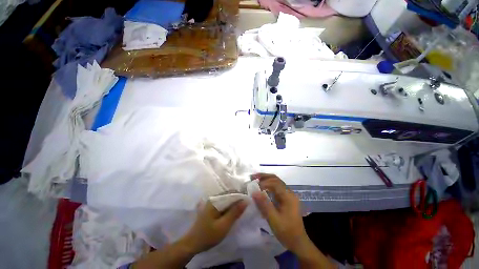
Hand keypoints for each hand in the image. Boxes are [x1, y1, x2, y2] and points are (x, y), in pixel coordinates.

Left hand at [182, 200, 246, 253]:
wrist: (192, 244)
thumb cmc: (208, 235)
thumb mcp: (224, 225)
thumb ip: (235, 212)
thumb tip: (246, 201)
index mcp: (215, 200)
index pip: (231, 192)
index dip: (240, 195)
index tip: (249, 200)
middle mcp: (213, 198)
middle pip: (228, 195)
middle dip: (238, 199)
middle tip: (247, 205)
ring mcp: (211, 203)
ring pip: (226, 200)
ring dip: (234, 203)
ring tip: (242, 208)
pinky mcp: (211, 208)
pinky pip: (222, 204)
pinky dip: (229, 207)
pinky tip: (233, 211)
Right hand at [251, 173, 309, 254]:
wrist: (298, 242)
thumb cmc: (286, 231)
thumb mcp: (274, 219)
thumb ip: (264, 204)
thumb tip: (254, 191)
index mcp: (288, 196)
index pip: (275, 183)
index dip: (263, 182)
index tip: (253, 186)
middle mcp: (289, 192)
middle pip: (276, 179)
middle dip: (264, 177)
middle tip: (252, 177)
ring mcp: (288, 195)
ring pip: (276, 182)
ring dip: (265, 179)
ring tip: (255, 179)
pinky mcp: (286, 198)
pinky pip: (276, 188)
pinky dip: (268, 185)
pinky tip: (262, 187)